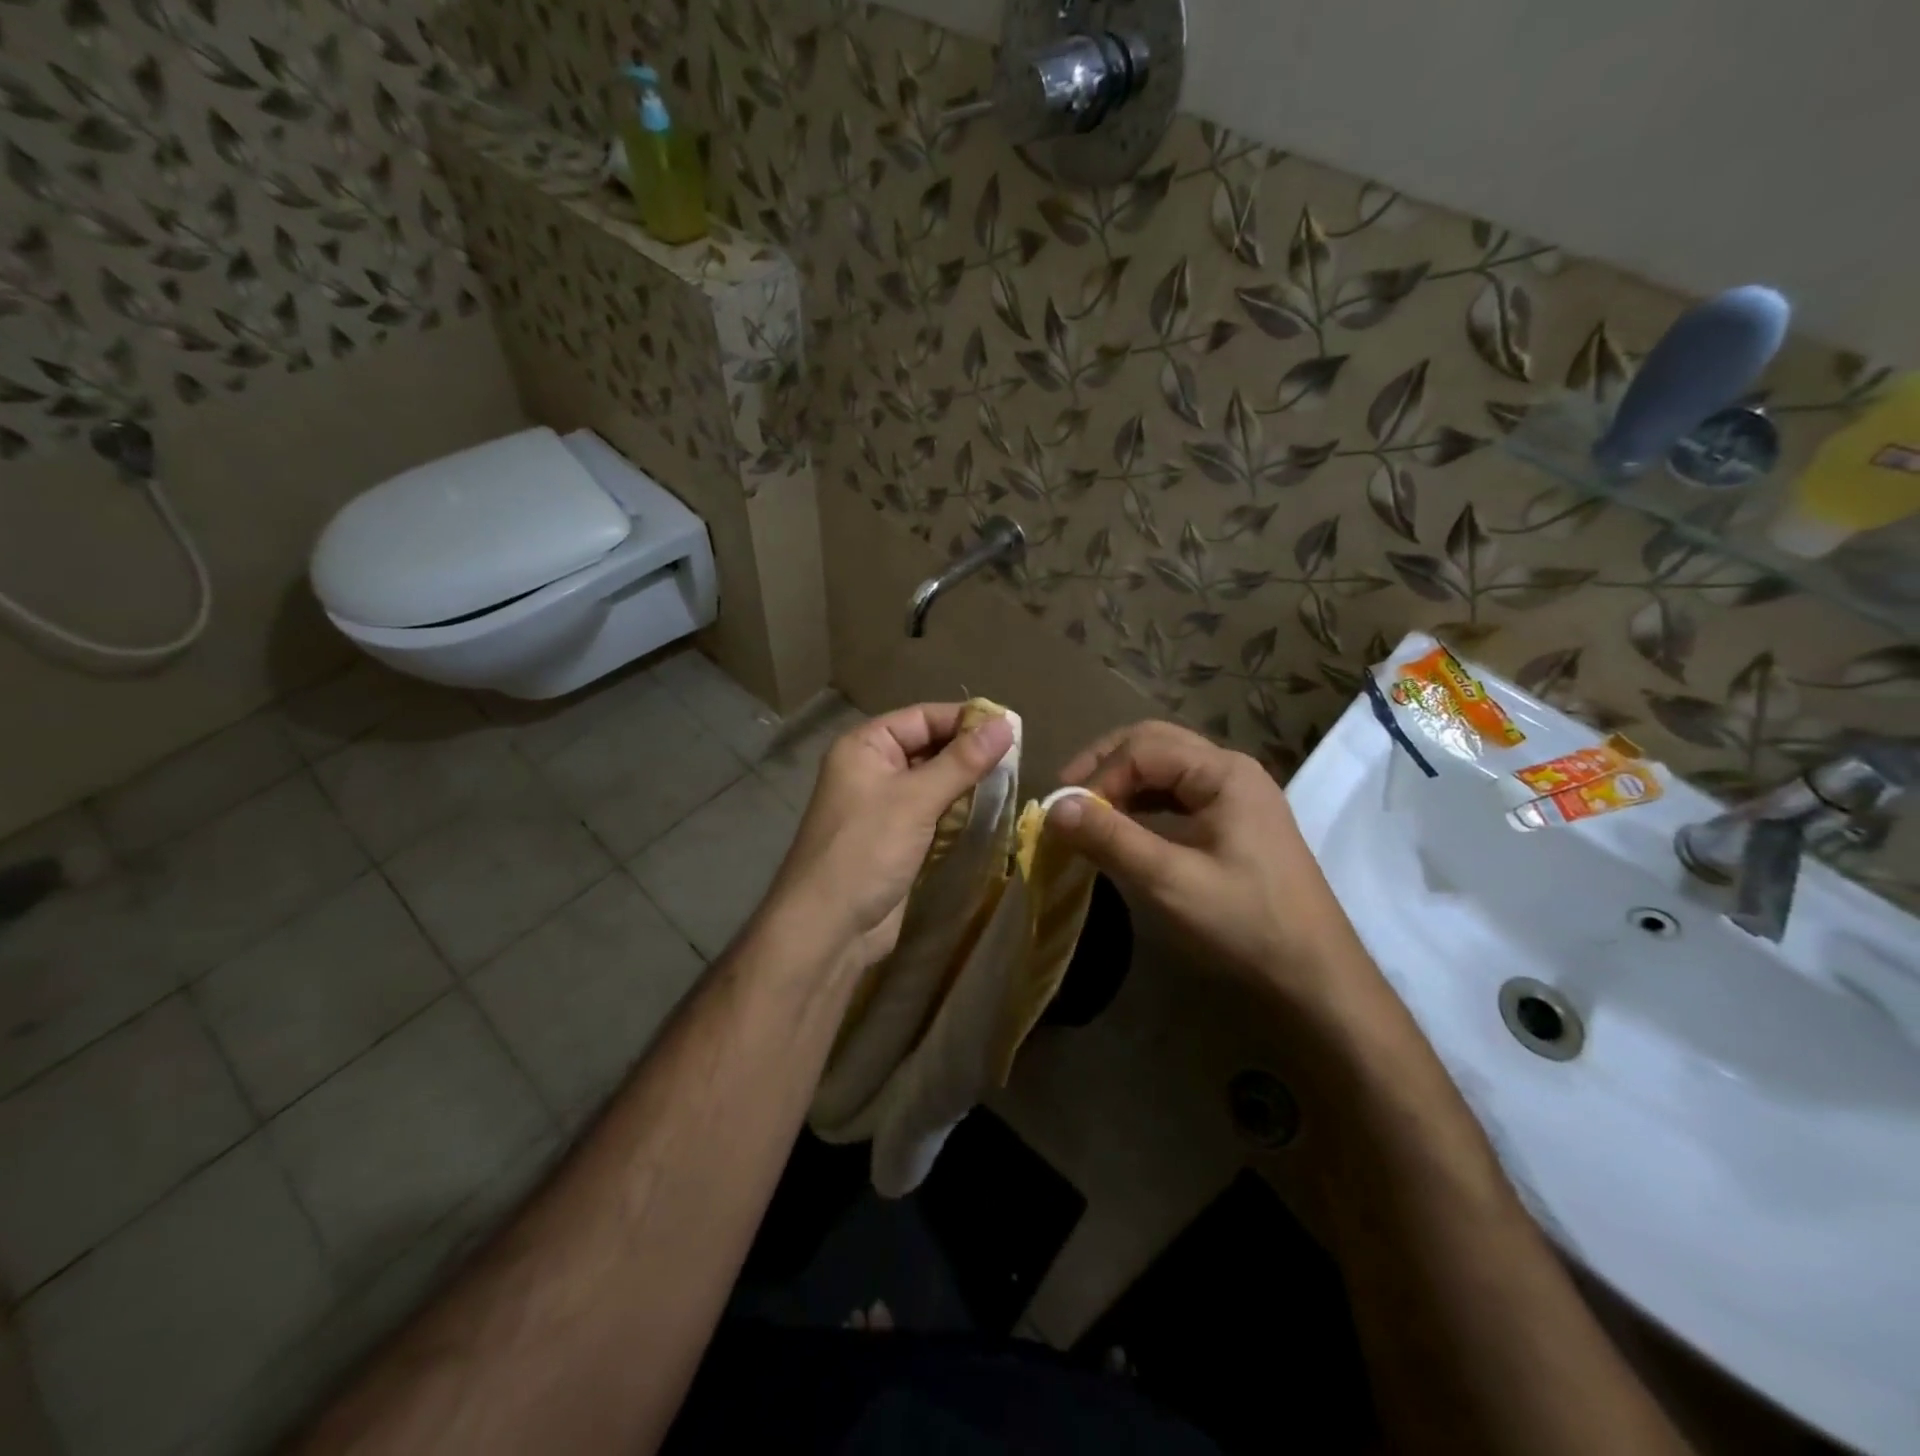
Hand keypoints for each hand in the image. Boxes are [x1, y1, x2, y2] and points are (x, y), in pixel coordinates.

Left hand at [765, 703, 1015, 972]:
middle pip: (928, 747)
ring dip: (967, 784)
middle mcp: (872, 769)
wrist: (829, 928)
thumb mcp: (916, 799)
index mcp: (864, 746)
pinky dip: (958, 812)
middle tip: (1019, 757)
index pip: (922, 717)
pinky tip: (989, 812)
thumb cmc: (866, 850)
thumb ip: (962, 761)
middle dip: (968, 752)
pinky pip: (933, 814)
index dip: (964, 720)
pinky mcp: (896, 839)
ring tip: (1012, 781)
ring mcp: (883, 807)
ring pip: (934, 783)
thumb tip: (1007, 723)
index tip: (1012, 727)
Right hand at [1047, 721, 1369, 1012]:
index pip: (1143, 749)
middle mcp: (1232, 770)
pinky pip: (1179, 792)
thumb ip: (1111, 839)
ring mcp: (1237, 794)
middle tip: (1067, 794)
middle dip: (1106, 763)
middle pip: (1155, 742)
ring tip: (1088, 808)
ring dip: (1123, 779)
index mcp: (1224, 772)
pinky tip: (1124, 823)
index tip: (1067, 815)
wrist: (1315, 974)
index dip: (1099, 777)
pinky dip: (1144, 799)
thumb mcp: (1169, 881)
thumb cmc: (1245, 923)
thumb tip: (1054, 807)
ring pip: (1166, 765)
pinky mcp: (1236, 820)